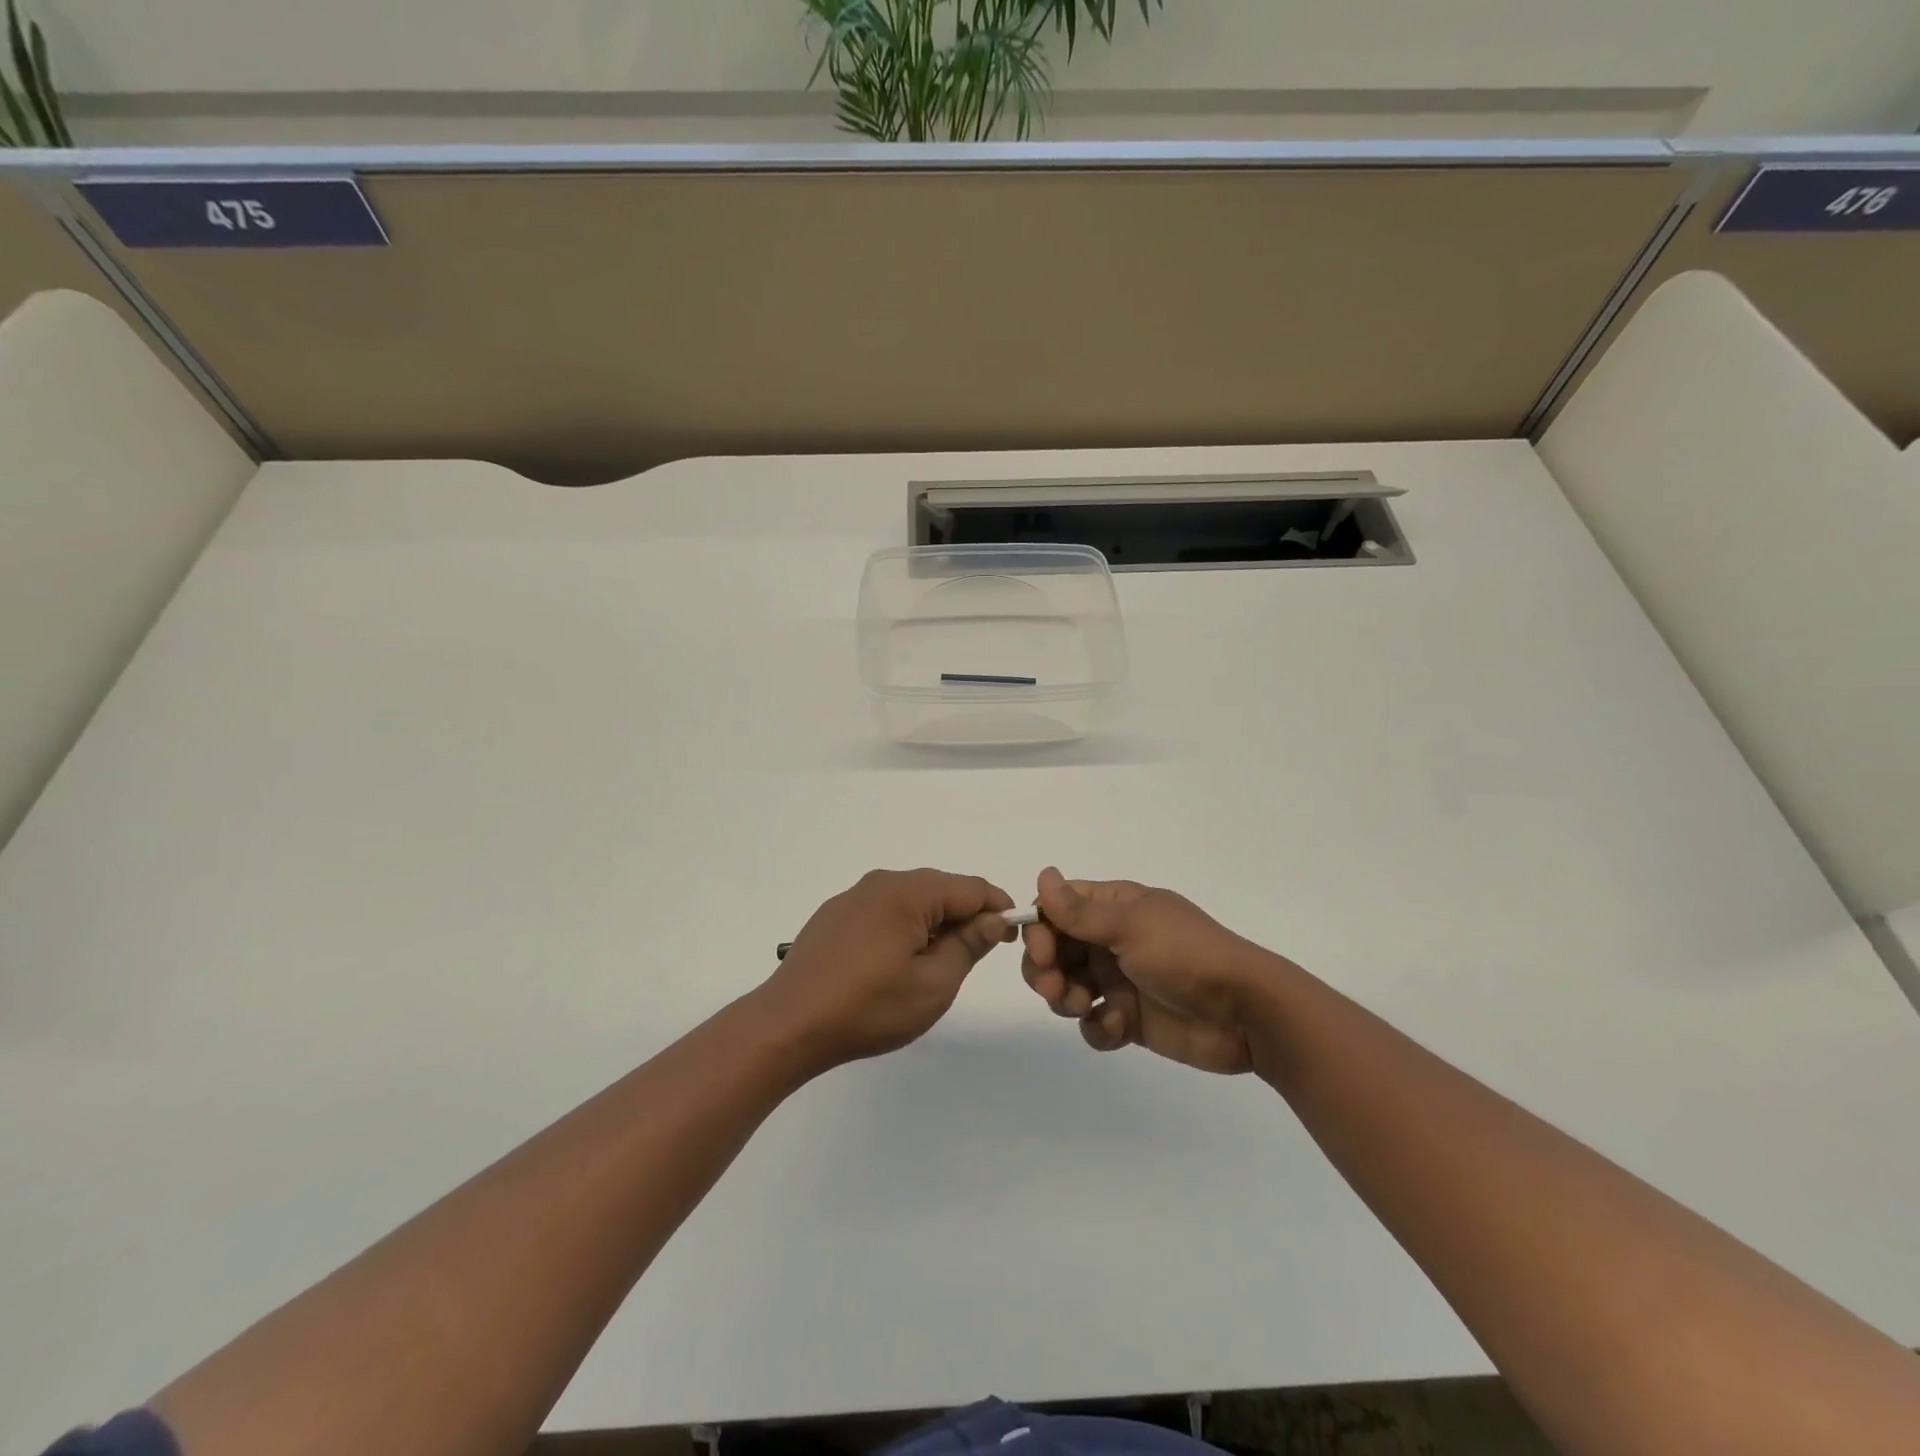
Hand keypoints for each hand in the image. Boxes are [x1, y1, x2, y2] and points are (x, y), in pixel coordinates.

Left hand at [757, 868, 1015, 1071]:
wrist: (788, 1024)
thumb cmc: (868, 1008)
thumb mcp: (933, 985)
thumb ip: (968, 945)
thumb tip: (992, 919)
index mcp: (908, 892)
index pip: (970, 887)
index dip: (998, 908)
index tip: (1012, 935)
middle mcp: (881, 882)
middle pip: (940, 888)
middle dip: (966, 915)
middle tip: (979, 952)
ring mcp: (853, 896)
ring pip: (912, 899)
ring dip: (934, 922)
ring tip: (940, 961)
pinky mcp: (835, 915)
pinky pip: (884, 909)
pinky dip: (904, 926)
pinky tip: (898, 960)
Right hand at [1021, 867, 1270, 1074]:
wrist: (1245, 1013)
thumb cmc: (1186, 955)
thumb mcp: (1131, 926)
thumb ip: (1081, 911)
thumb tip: (1042, 875)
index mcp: (1115, 908)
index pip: (1059, 908)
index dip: (1040, 927)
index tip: (1039, 950)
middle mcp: (1112, 940)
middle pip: (1056, 950)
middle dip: (1046, 968)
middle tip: (1054, 986)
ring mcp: (1119, 980)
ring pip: (1067, 987)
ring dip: (1064, 998)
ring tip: (1082, 1007)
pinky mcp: (1129, 1019)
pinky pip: (1093, 1023)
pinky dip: (1097, 1027)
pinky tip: (1117, 1027)